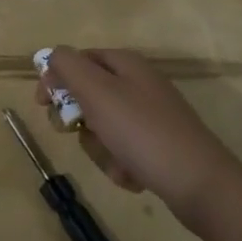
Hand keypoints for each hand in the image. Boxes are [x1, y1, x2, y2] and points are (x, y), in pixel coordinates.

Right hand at [38, 48, 236, 211]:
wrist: (200, 184)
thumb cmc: (142, 132)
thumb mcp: (97, 91)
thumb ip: (68, 66)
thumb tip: (53, 56)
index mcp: (125, 63)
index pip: (77, 59)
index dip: (55, 78)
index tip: (42, 104)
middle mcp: (138, 84)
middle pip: (88, 95)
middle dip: (79, 119)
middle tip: (75, 131)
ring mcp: (150, 116)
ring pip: (102, 126)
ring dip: (100, 147)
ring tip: (116, 161)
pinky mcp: (158, 145)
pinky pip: (122, 149)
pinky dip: (120, 163)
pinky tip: (132, 175)